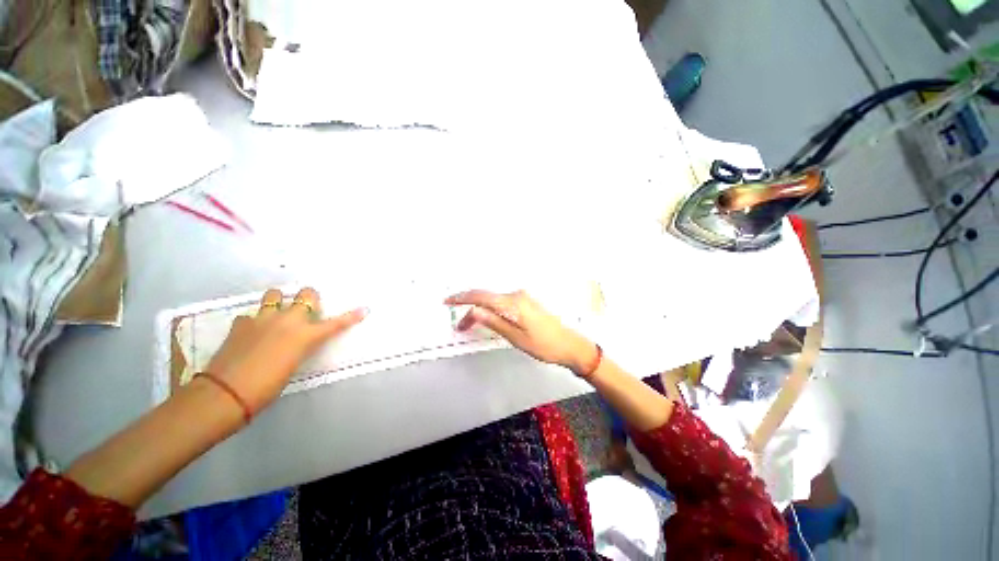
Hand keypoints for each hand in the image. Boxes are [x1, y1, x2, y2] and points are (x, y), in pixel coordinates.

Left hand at [204, 287, 366, 413]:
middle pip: (305, 295)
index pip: (335, 323)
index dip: (351, 316)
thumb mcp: (293, 364)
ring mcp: (262, 318)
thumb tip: (296, 340)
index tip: (364, 309)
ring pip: (275, 295)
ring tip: (276, 312)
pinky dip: (254, 321)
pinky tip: (251, 332)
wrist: (227, 392)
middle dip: (309, 298)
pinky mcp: (241, 324)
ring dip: (279, 300)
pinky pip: (251, 315)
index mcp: (305, 335)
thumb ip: (299, 346)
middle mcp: (287, 320)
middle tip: (306, 308)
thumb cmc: (267, 386)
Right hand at [445, 290, 597, 375]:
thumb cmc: (544, 345)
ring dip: (481, 309)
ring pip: (494, 300)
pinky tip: (487, 316)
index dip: (462, 298)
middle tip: (460, 325)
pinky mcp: (526, 302)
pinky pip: (503, 302)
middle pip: (487, 298)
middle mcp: (517, 295)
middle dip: (470, 308)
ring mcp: (523, 297)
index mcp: (513, 303)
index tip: (447, 302)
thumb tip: (473, 311)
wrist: (570, 345)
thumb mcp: (515, 337)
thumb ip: (493, 322)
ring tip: (470, 323)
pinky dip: (491, 309)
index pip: (481, 297)